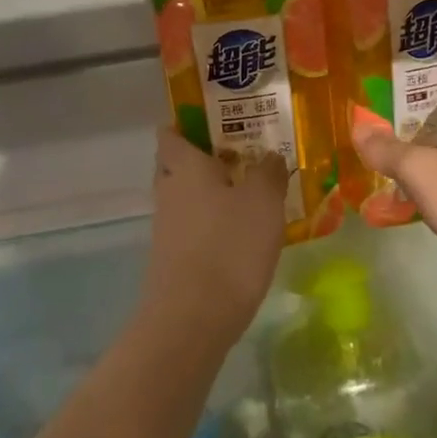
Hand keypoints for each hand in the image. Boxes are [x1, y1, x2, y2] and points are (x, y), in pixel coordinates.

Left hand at [142, 128, 287, 347]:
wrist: (192, 319)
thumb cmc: (230, 246)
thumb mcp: (263, 201)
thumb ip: (268, 172)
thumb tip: (269, 156)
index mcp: (185, 167)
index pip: (171, 134)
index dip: (186, 123)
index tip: (213, 119)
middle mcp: (169, 191)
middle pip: (176, 165)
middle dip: (202, 158)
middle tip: (240, 153)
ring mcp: (167, 227)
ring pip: (185, 197)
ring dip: (210, 192)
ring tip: (250, 192)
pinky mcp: (173, 258)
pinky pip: (191, 227)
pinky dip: (211, 223)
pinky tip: (241, 232)